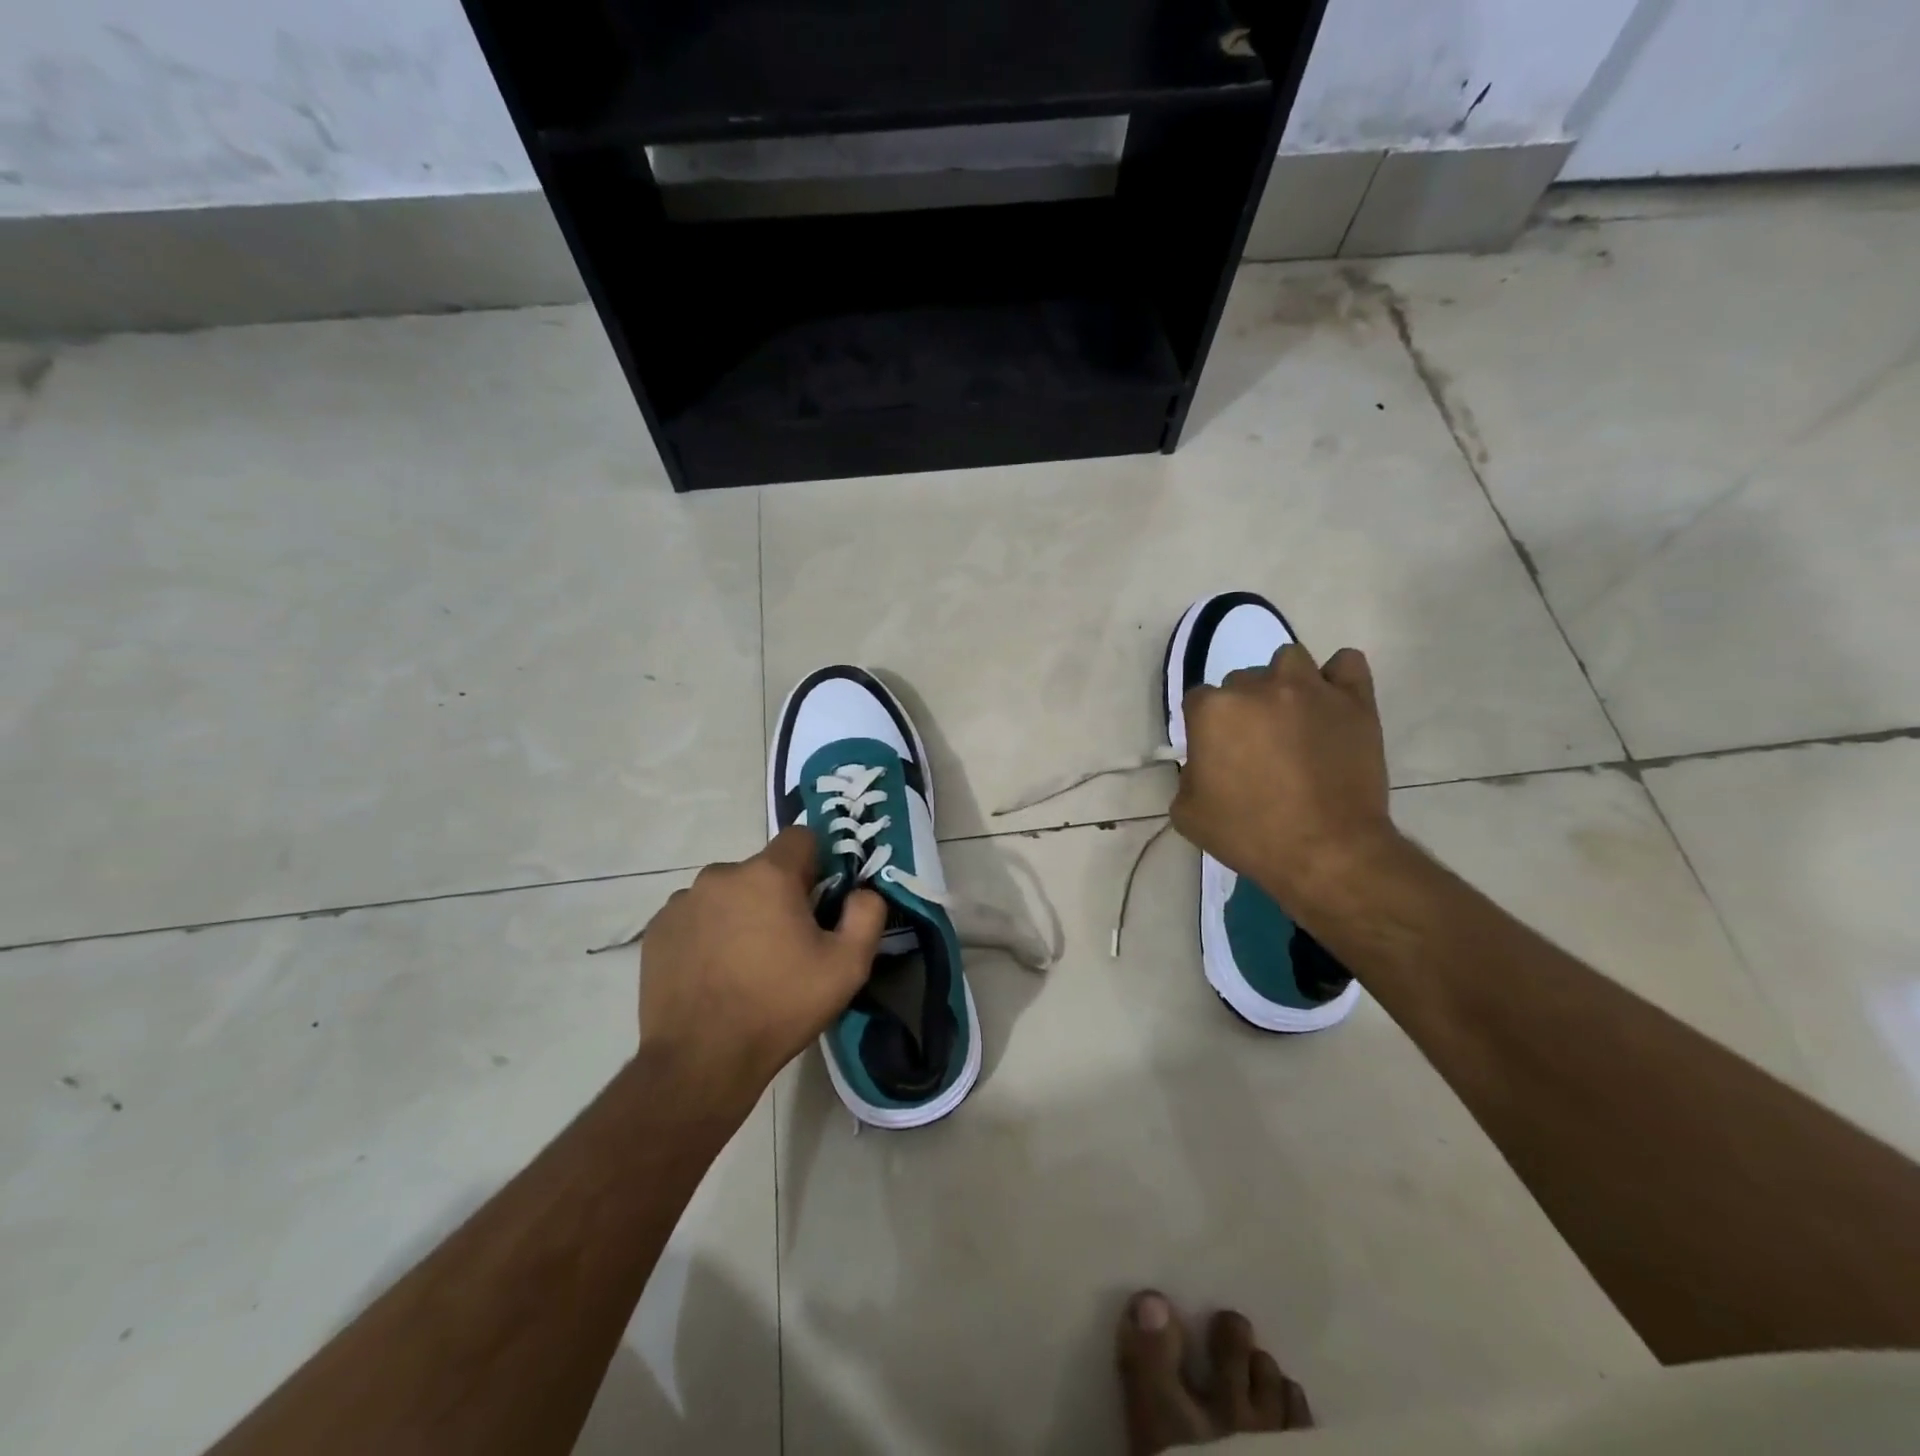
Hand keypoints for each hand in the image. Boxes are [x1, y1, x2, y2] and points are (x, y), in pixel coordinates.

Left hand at [637, 827, 885, 1107]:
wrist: (701, 1061)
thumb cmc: (780, 1007)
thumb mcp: (847, 966)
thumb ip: (867, 915)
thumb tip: (862, 892)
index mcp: (768, 875)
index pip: (800, 837)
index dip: (816, 865)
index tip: (818, 902)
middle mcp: (721, 875)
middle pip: (762, 869)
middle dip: (777, 895)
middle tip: (785, 944)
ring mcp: (683, 901)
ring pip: (727, 893)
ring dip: (741, 913)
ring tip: (745, 964)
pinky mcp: (657, 930)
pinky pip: (695, 916)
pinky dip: (708, 933)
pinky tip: (713, 973)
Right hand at [1171, 644, 1397, 908]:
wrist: (1327, 852)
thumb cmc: (1249, 835)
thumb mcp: (1187, 813)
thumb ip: (1188, 775)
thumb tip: (1206, 764)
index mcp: (1213, 710)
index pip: (1198, 701)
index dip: (1206, 729)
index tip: (1217, 755)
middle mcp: (1258, 687)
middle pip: (1242, 681)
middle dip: (1245, 709)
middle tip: (1257, 747)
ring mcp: (1310, 689)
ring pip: (1288, 661)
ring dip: (1284, 683)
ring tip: (1292, 718)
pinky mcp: (1354, 700)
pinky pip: (1346, 664)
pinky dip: (1337, 678)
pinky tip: (1330, 703)